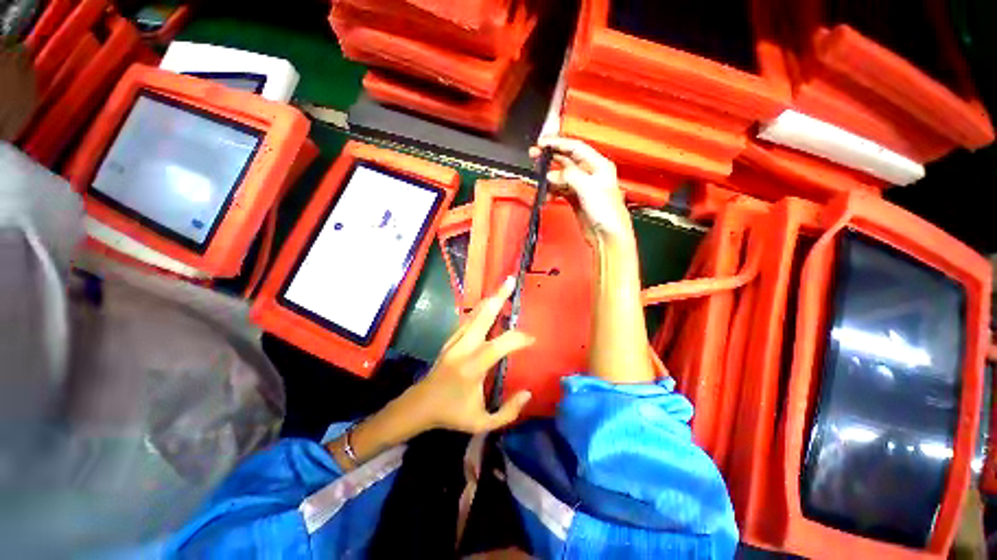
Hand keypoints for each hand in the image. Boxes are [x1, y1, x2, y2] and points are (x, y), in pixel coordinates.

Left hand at [404, 276, 534, 433]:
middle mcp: (463, 348)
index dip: (518, 339)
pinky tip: (489, 303)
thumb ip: (507, 412)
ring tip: (503, 286)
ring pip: (475, 314)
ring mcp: (455, 340)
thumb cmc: (452, 413)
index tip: (532, 340)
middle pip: (483, 316)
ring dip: (490, 299)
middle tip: (510, 281)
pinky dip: (481, 309)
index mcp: (472, 367)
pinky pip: (468, 319)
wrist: (420, 404)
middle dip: (498, 297)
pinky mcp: (451, 339)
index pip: (500, 345)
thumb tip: (528, 393)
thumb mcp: (481, 423)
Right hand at [529, 137, 631, 242]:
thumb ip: (570, 176)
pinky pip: (560, 191)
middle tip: (534, 156)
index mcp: (599, 165)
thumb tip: (553, 174)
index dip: (558, 143)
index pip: (576, 148)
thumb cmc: (608, 213)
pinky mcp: (576, 200)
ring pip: (561, 177)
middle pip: (567, 160)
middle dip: (550, 158)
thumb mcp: (589, 188)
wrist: (608, 235)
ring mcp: (582, 188)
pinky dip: (552, 192)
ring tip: (540, 181)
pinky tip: (547, 195)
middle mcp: (590, 174)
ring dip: (549, 179)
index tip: (542, 143)